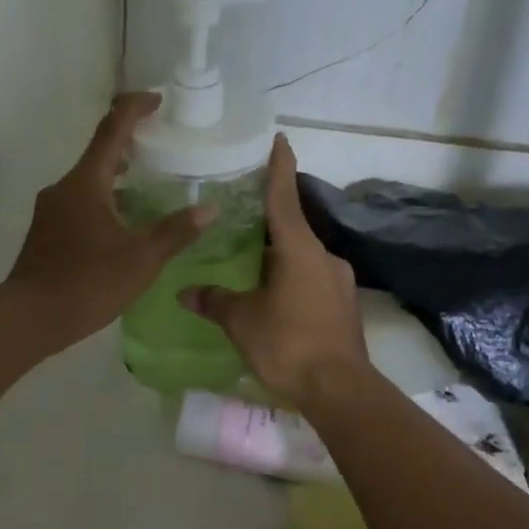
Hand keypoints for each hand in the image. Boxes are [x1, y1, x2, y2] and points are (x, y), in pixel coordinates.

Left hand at [8, 92, 210, 348]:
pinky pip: (78, 203)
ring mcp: (50, 210)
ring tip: (145, 187)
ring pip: (88, 182)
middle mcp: (64, 187)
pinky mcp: (45, 232)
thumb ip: (175, 232)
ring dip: (116, 177)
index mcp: (86, 183)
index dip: (135, 108)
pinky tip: (120, 225)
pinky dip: (102, 201)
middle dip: (128, 145)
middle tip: (159, 147)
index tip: (157, 100)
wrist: (30, 317)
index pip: (112, 129)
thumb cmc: (88, 283)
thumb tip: (208, 209)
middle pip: (99, 154)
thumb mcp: (141, 260)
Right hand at [179, 134, 369, 408]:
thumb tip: (184, 292)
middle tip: (241, 217)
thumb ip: (214, 301)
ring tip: (251, 264)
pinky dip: (291, 279)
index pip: (284, 197)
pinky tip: (274, 297)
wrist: (340, 389)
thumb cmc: (288, 343)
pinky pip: (312, 280)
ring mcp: (338, 282)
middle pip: (292, 228)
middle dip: (269, 222)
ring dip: (279, 256)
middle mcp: (323, 257)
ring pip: (302, 257)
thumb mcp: (242, 321)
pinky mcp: (343, 305)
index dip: (278, 168)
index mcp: (299, 250)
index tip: (279, 139)